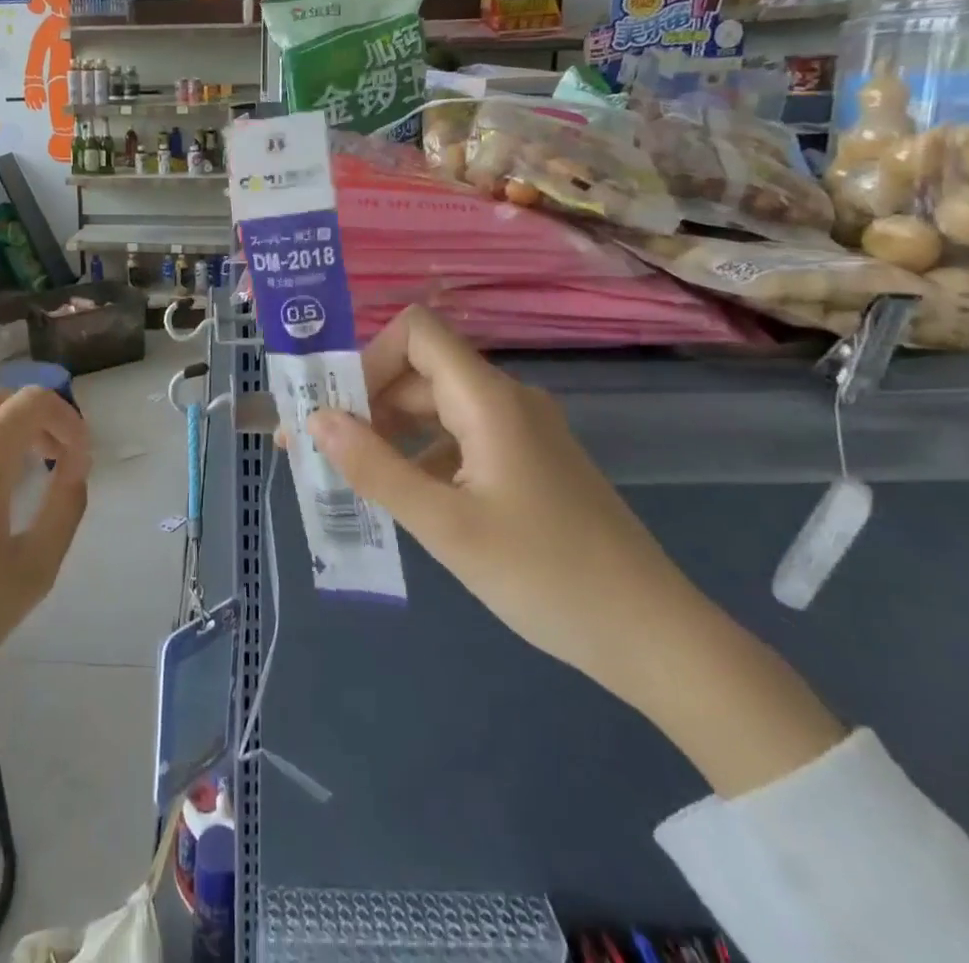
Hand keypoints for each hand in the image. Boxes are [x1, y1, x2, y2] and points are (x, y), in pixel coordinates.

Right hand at [304, 306, 703, 710]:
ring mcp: (520, 432)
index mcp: (488, 399)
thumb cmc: (546, 575)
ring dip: (389, 431)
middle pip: (420, 372)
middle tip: (318, 447)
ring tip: (349, 474)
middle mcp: (504, 400)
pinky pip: (459, 439)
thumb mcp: (446, 525)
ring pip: (437, 408)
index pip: (417, 333)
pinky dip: (421, 455)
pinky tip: (404, 497)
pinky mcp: (527, 463)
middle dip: (364, 401)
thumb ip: (376, 468)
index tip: (335, 406)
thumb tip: (316, 420)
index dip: (368, 357)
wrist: (652, 636)